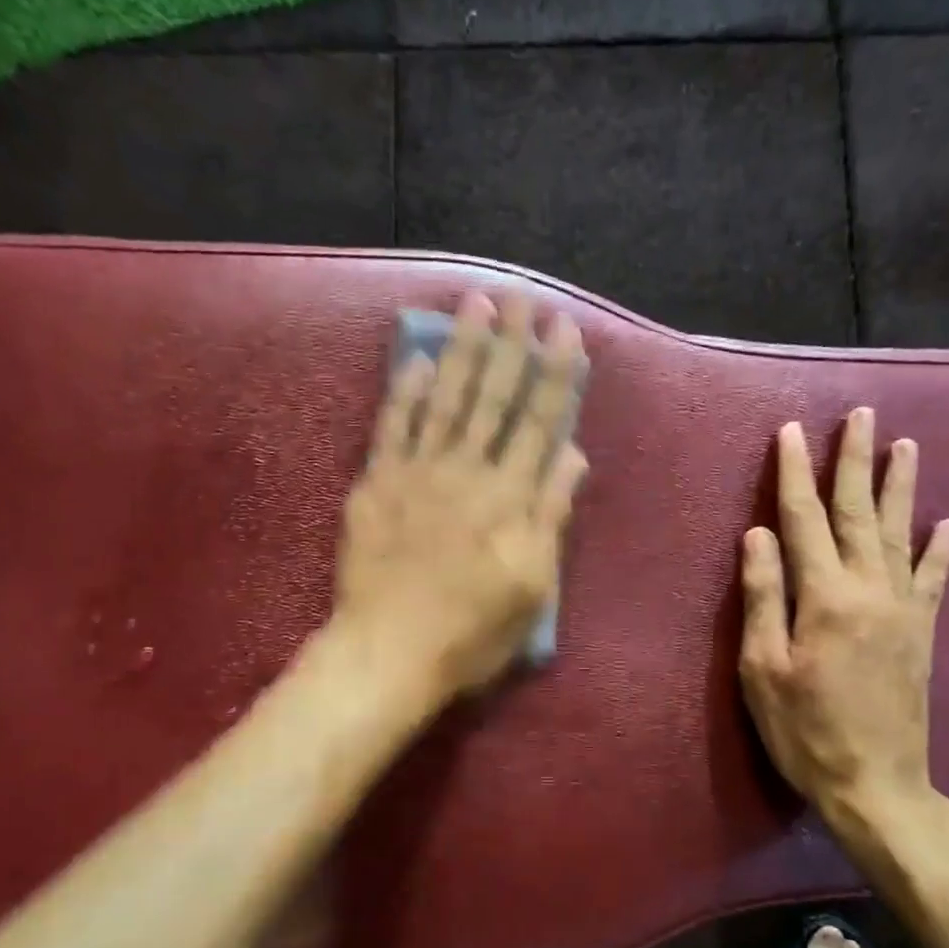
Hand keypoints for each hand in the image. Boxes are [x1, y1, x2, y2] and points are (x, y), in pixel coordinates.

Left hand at [334, 290, 587, 701]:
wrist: (390, 651)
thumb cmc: (472, 631)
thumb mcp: (533, 586)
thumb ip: (551, 515)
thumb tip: (572, 455)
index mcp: (511, 498)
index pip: (539, 422)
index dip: (554, 374)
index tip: (562, 329)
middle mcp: (468, 472)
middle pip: (494, 398)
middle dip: (510, 345)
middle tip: (520, 297)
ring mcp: (418, 473)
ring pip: (446, 400)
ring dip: (463, 350)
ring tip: (476, 305)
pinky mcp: (377, 484)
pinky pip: (392, 428)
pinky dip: (406, 393)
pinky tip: (418, 360)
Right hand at [739, 410, 948, 869]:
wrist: (876, 783)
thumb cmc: (804, 729)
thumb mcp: (763, 669)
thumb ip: (763, 597)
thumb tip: (758, 535)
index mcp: (824, 597)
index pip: (803, 520)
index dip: (794, 474)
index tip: (791, 432)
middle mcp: (870, 589)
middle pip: (858, 512)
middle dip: (854, 461)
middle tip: (861, 414)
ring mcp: (903, 608)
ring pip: (900, 532)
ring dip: (900, 486)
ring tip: (904, 445)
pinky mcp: (922, 631)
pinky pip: (934, 578)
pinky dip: (941, 547)